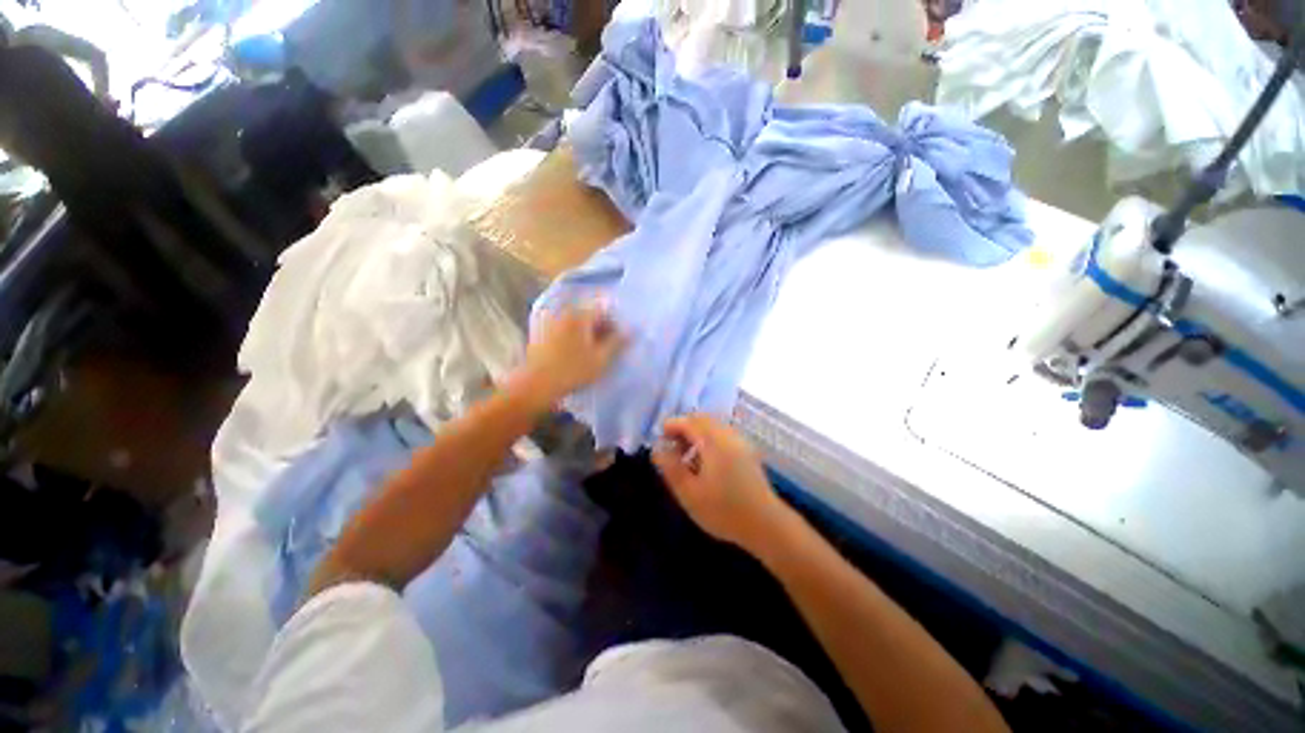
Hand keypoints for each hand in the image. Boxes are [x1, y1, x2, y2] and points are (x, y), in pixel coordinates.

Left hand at [514, 305, 624, 405]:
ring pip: (578, 324)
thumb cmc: (573, 371)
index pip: (604, 311)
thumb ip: (618, 342)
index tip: (620, 341)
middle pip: (590, 316)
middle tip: (609, 348)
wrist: (536, 386)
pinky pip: (566, 331)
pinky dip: (575, 338)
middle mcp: (565, 313)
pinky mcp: (542, 334)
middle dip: (602, 329)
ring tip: (594, 353)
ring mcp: (551, 323)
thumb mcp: (601, 359)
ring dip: (589, 335)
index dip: (616, 324)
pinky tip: (578, 354)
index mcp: (580, 316)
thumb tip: (631, 330)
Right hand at [653, 414, 792, 550]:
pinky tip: (704, 462)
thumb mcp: (689, 493)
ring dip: (696, 434)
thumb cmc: (724, 511)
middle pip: (702, 419)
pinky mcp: (747, 451)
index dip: (671, 425)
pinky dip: (708, 439)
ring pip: (713, 426)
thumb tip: (657, 450)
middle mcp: (729, 435)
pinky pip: (723, 434)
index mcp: (714, 442)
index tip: (659, 438)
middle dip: (683, 428)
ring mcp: (740, 442)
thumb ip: (671, 469)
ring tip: (685, 456)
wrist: (766, 525)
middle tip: (670, 447)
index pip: (689, 421)